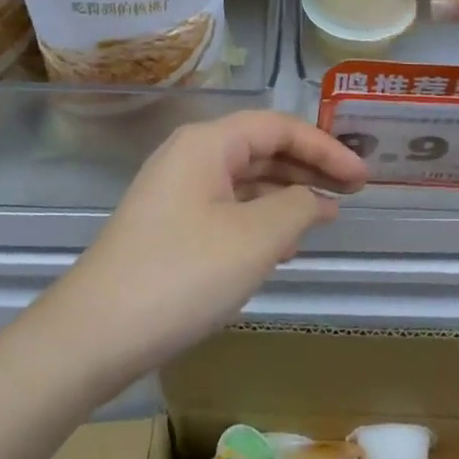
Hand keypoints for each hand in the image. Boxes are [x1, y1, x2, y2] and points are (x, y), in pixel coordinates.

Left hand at [43, 111, 367, 383]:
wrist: (95, 333)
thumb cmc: (182, 274)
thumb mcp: (255, 239)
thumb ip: (296, 207)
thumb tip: (315, 199)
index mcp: (207, 143)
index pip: (277, 125)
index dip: (324, 146)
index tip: (363, 176)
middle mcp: (188, 156)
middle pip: (260, 147)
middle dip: (307, 166)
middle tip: (352, 191)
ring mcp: (174, 192)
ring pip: (243, 179)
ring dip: (285, 193)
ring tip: (324, 216)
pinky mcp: (168, 226)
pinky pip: (226, 207)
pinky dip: (259, 217)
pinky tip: (280, 243)